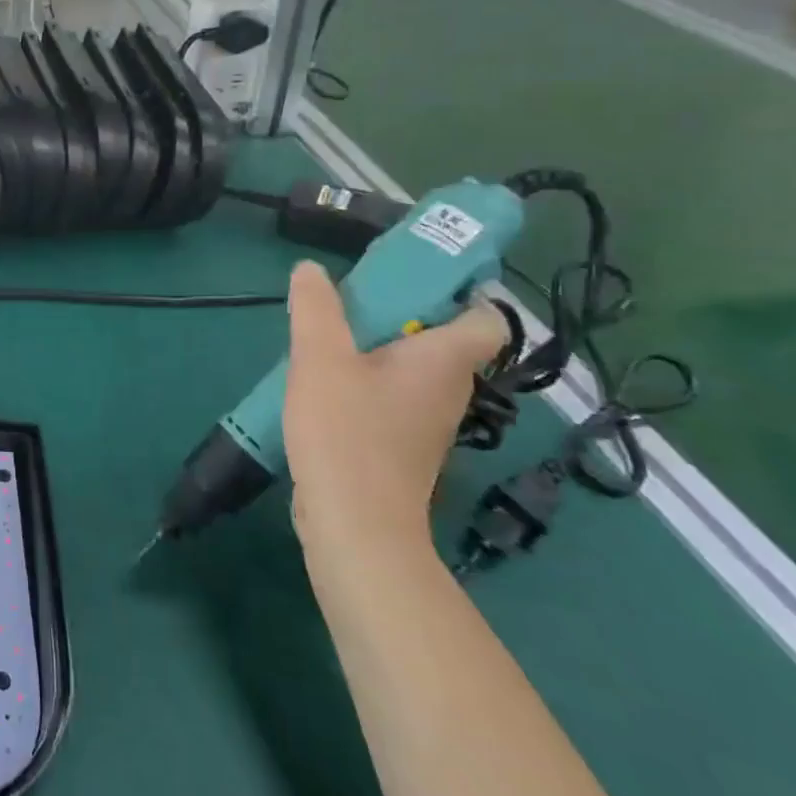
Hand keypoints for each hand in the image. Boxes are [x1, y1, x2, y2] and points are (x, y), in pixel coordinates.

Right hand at [283, 261, 507, 555]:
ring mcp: (426, 424)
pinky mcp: (401, 448)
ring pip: (412, 370)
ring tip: (326, 341)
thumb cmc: (347, 434)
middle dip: (398, 316)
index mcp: (444, 362)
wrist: (355, 525)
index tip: (407, 280)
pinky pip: (392, 398)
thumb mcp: (320, 358)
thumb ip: (316, 309)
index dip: (459, 293)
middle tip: (348, 303)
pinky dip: (366, 384)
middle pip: (440, 340)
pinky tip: (324, 386)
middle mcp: (448, 391)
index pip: (485, 318)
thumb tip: (310, 269)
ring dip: (376, 351)